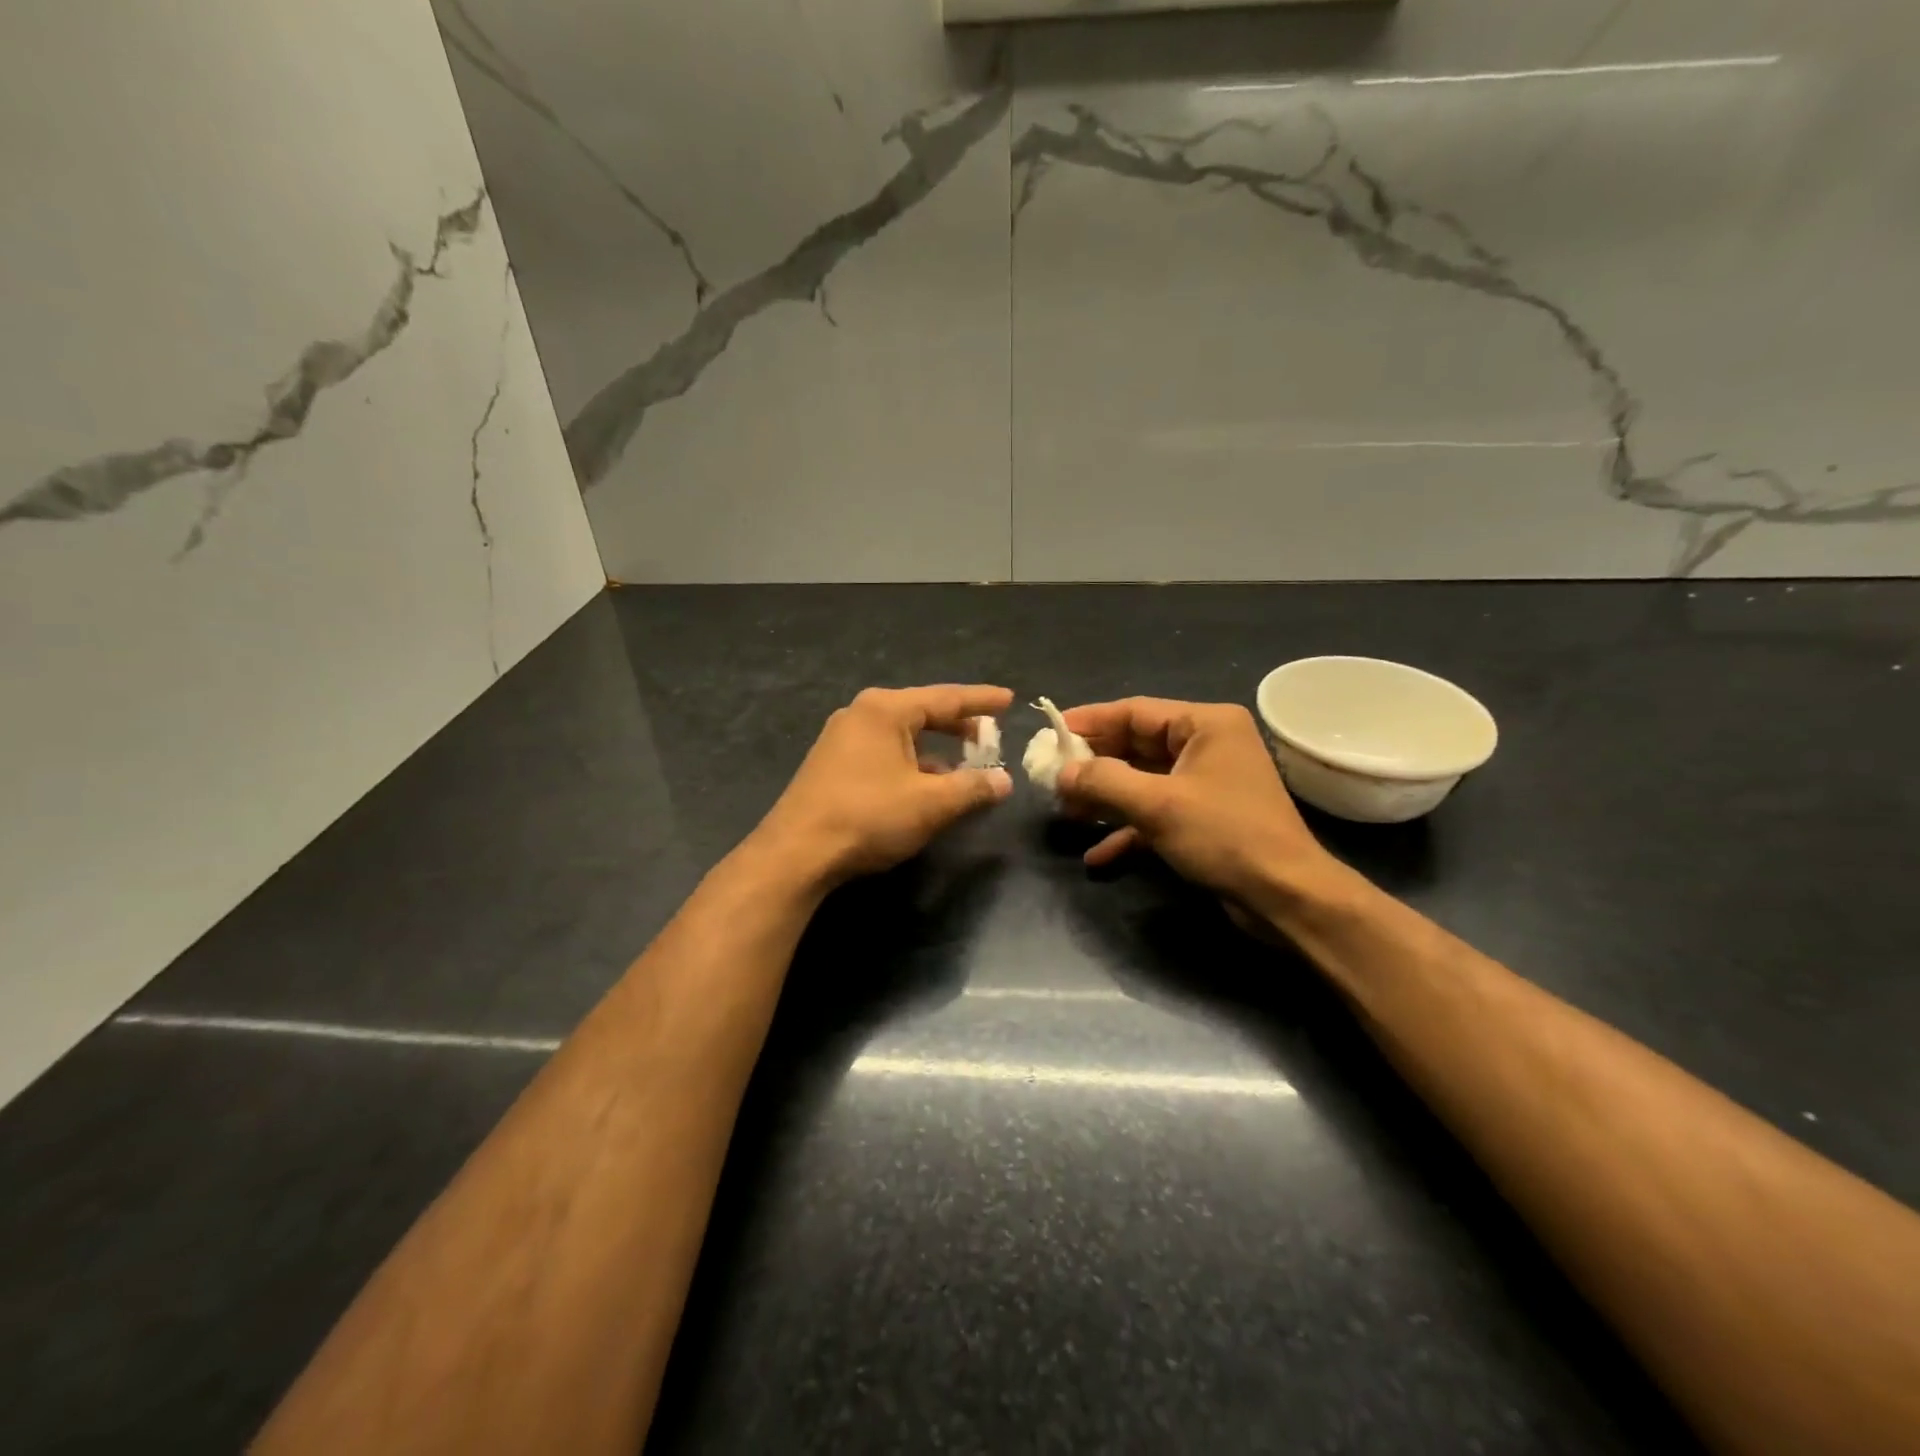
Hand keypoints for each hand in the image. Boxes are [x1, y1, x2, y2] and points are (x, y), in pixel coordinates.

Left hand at [755, 685, 1013, 886]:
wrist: (797, 853)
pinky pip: (883, 752)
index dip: (981, 700)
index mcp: (886, 710)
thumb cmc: (868, 816)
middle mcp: (861, 714)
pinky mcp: (832, 764)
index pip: (946, 697)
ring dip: (934, 749)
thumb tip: (1004, 781)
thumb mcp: (931, 803)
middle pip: (922, 712)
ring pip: (901, 735)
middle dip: (957, 725)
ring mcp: (841, 738)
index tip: (1009, 699)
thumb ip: (972, 788)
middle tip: (989, 734)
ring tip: (963, 766)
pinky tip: (924, 787)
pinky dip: (910, 762)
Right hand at [1056, 698, 1336, 908]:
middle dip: (1094, 764)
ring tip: (1065, 811)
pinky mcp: (1204, 817)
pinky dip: (1128, 828)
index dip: (1090, 721)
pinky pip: (1156, 812)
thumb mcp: (1158, 805)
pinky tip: (1097, 853)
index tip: (1049, 732)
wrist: (1286, 897)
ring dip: (1106, 797)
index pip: (1135, 712)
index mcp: (1206, 725)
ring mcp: (1206, 782)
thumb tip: (1060, 772)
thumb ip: (1103, 782)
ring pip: (1143, 780)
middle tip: (1050, 775)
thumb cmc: (1225, 836)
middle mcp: (1207, 745)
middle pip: (1136, 745)